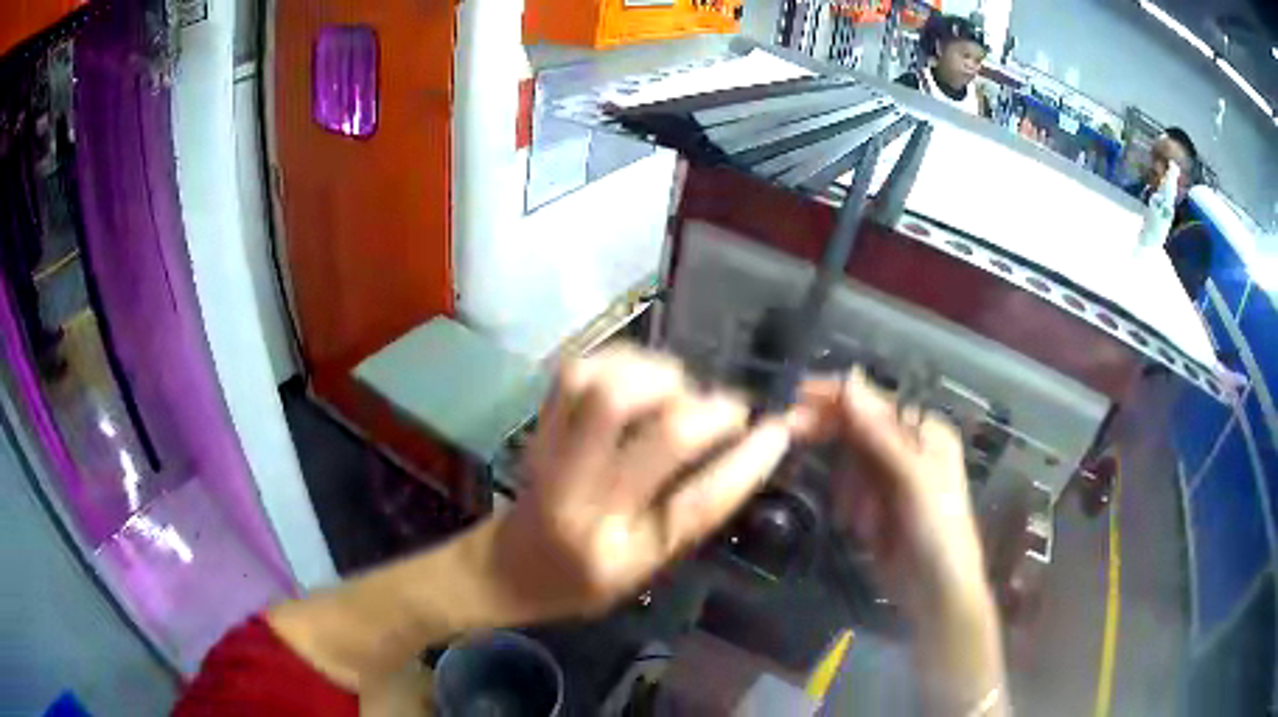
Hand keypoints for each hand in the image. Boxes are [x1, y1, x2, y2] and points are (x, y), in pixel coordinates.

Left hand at [491, 345, 794, 620]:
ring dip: (661, 377)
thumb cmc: (583, 581)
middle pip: (661, 435)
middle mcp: (585, 505)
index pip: (697, 506)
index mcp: (621, 555)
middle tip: (727, 408)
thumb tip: (742, 450)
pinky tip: (637, 375)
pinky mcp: (536, 428)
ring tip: (677, 389)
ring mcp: (552, 459)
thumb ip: (688, 516)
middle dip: (709, 410)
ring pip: (609, 391)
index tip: (779, 429)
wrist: (507, 568)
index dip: (747, 462)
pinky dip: (618, 361)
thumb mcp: (645, 570)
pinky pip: (576, 372)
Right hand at [795, 371, 1005, 715]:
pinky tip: (863, 531)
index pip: (874, 403)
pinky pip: (848, 492)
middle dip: (831, 437)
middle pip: (857, 429)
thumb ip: (880, 432)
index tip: (796, 394)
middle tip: (790, 430)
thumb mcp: (913, 478)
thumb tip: (849, 380)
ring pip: (848, 463)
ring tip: (866, 521)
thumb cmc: (936, 530)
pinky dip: (849, 507)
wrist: (936, 594)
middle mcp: (906, 449)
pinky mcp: (874, 507)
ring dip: (848, 488)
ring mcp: (889, 479)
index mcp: (924, 432)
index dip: (837, 396)